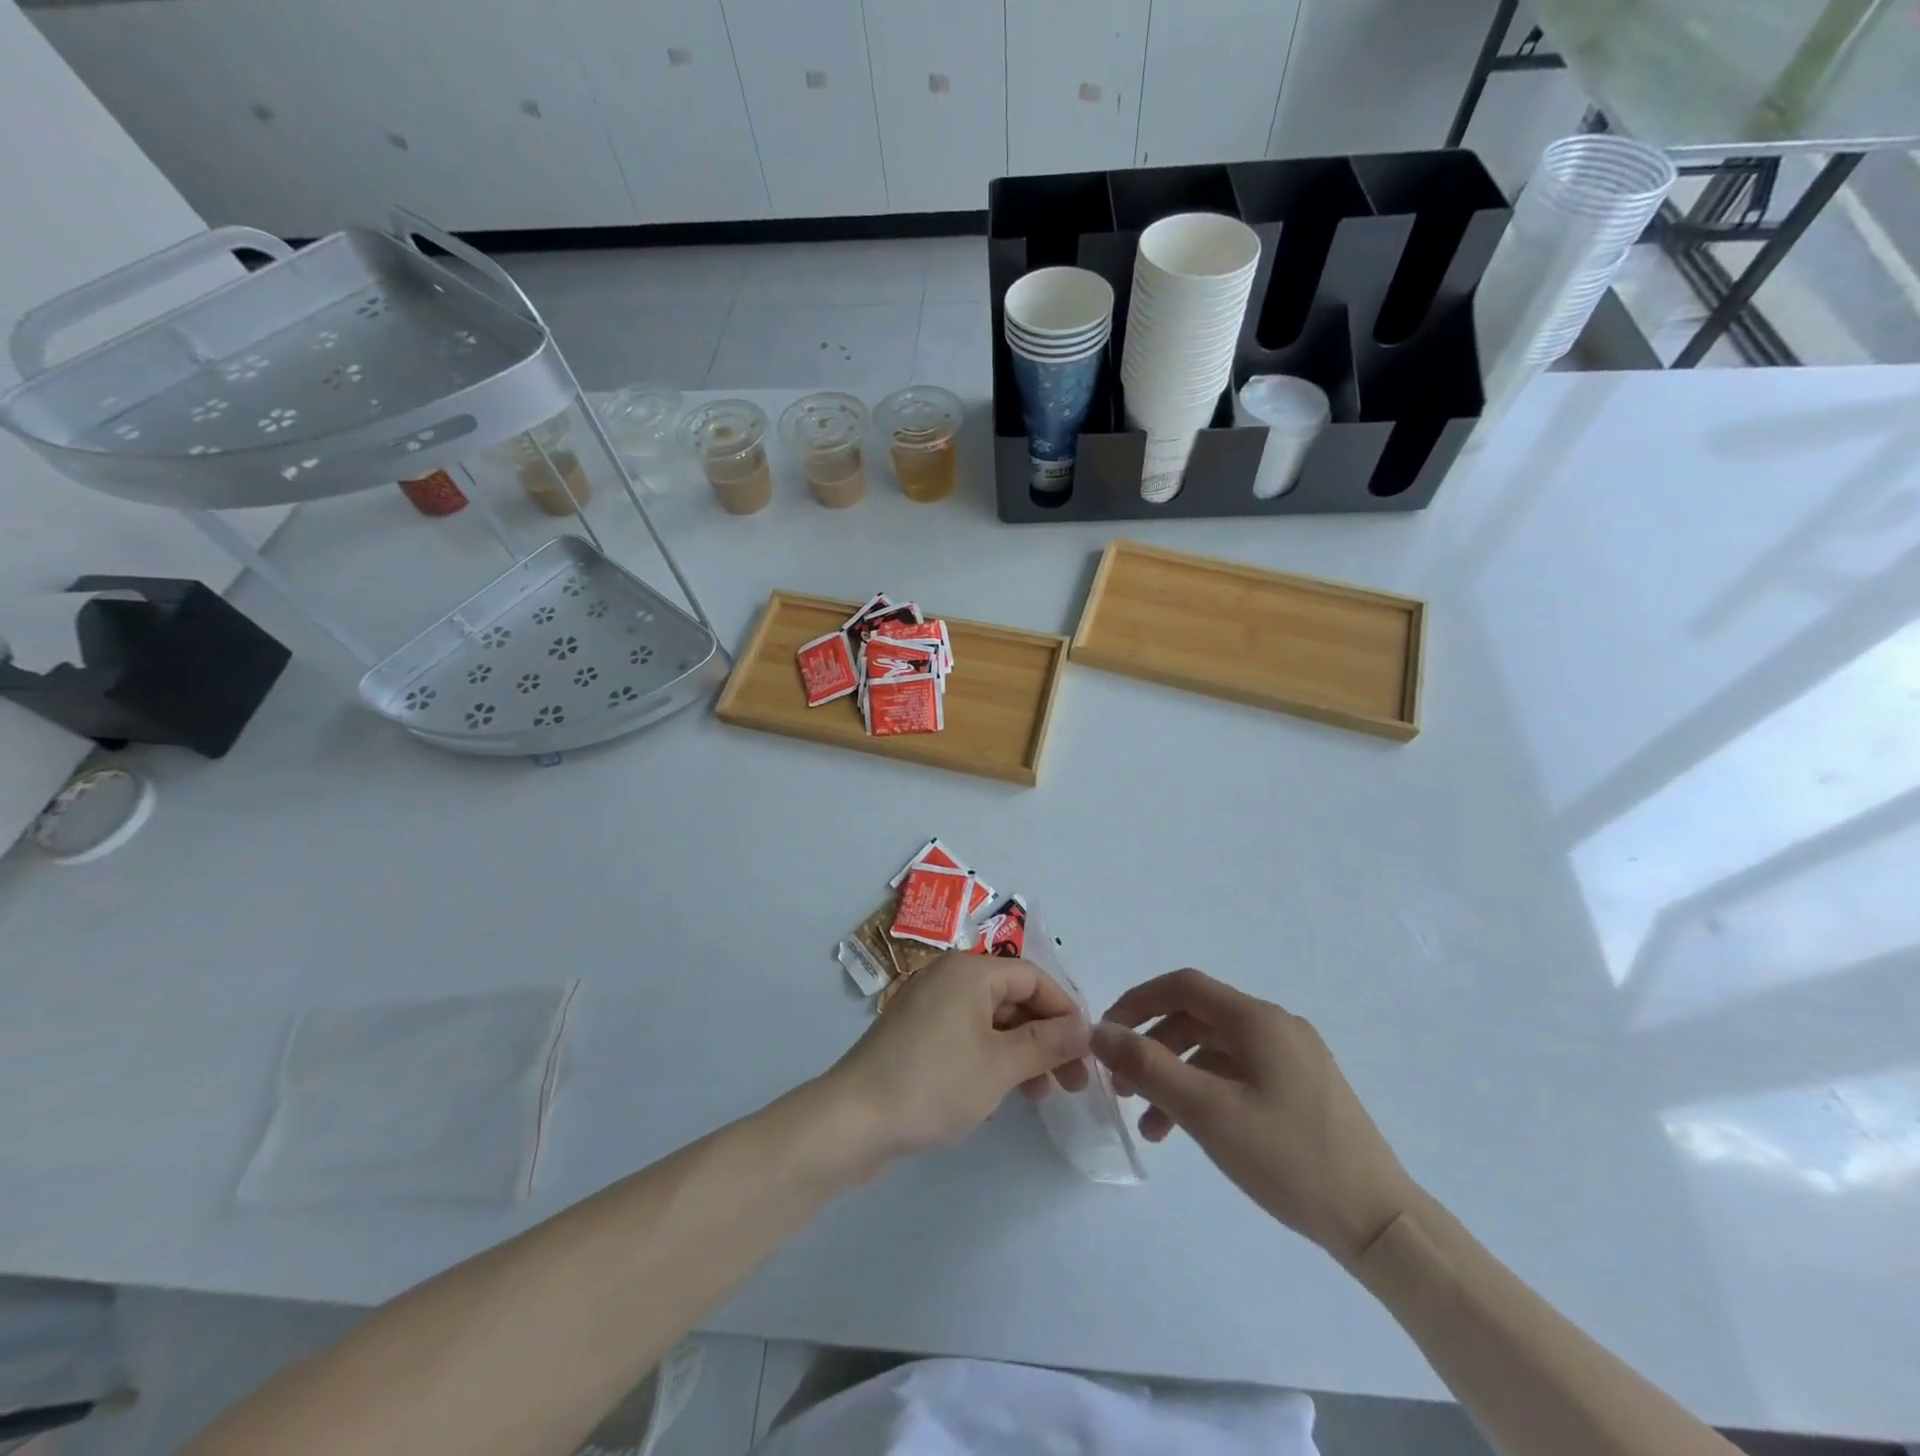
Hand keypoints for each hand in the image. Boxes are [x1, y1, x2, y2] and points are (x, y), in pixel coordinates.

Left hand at [825, 953, 1091, 1165]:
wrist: (854, 1119)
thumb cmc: (933, 1083)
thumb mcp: (1000, 1065)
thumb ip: (1047, 1043)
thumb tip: (1085, 1027)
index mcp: (970, 971)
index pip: (1033, 977)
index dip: (1065, 1010)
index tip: (1088, 1051)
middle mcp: (949, 978)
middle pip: (1013, 997)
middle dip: (1046, 1036)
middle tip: (1072, 1082)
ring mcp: (930, 1005)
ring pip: (992, 1020)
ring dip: (1022, 1052)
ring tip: (1042, 1095)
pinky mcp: (917, 1034)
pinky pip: (968, 1035)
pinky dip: (992, 1058)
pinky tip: (1003, 1094)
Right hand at [1091, 969, 1416, 1266]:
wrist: (1379, 1224)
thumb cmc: (1288, 1158)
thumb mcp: (1206, 1111)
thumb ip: (1148, 1066)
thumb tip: (1100, 1031)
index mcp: (1257, 1019)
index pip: (1183, 986)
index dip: (1137, 1001)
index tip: (1107, 1034)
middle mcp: (1276, 1026)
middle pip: (1197, 1018)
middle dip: (1153, 1046)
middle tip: (1122, 1085)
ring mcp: (1294, 1058)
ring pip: (1216, 1050)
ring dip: (1176, 1076)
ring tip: (1151, 1124)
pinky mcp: (1303, 1089)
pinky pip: (1240, 1074)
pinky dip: (1207, 1092)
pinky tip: (1192, 1131)